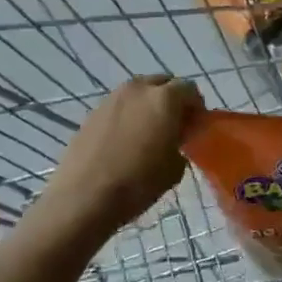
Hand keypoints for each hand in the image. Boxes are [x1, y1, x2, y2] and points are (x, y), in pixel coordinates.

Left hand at [46, 76, 202, 231]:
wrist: (84, 197)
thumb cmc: (138, 183)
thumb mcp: (175, 167)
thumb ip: (180, 144)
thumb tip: (174, 139)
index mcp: (164, 98)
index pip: (189, 89)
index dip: (196, 106)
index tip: (196, 125)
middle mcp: (138, 90)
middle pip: (162, 83)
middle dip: (172, 99)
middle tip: (175, 125)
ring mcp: (111, 99)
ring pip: (138, 93)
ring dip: (148, 105)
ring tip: (149, 132)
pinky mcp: (92, 113)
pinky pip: (119, 107)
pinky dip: (128, 116)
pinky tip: (126, 141)